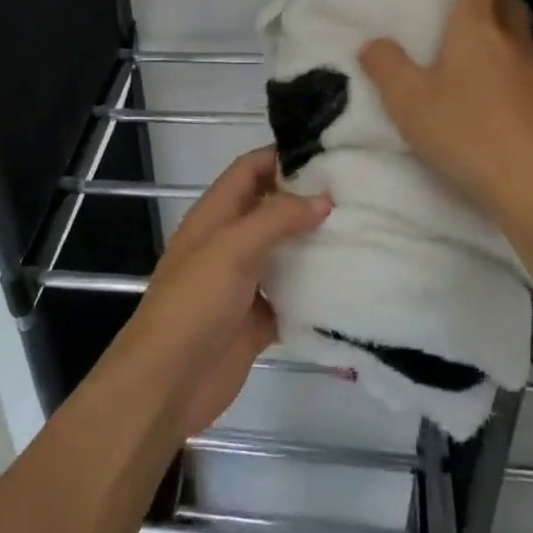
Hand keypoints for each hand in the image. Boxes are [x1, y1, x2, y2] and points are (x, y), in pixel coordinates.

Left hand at [109, 147, 329, 440]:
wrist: (169, 382)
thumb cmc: (195, 302)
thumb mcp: (233, 247)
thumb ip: (277, 218)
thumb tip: (323, 198)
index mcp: (216, 215)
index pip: (250, 170)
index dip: (281, 155)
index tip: (327, 150)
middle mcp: (230, 242)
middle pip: (271, 208)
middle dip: (307, 198)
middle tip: (357, 190)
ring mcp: (244, 282)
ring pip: (285, 252)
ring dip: (315, 244)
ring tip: (363, 229)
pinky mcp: (258, 319)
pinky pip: (293, 297)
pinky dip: (316, 290)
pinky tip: (350, 282)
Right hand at [359, 0, 532, 220]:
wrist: (528, 181)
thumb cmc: (462, 129)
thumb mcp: (407, 99)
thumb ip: (385, 66)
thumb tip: (372, 42)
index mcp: (474, 28)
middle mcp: (508, 41)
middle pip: (511, 2)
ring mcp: (532, 72)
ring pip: (524, 34)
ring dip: (509, 26)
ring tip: (487, 37)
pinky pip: (528, 65)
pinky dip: (514, 61)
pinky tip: (499, 83)